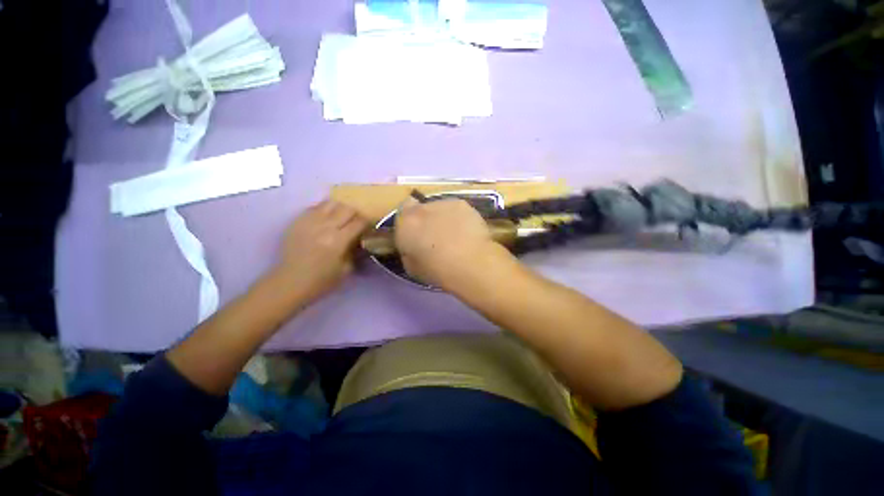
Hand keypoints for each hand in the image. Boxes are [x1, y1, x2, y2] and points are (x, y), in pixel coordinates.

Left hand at [274, 200, 368, 303]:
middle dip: (355, 214)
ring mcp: (309, 222)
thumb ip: (356, 251)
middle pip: (347, 208)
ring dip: (339, 209)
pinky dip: (324, 211)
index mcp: (338, 241)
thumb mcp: (346, 270)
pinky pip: (314, 207)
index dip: (367, 223)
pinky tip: (324, 220)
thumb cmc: (321, 280)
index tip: (368, 228)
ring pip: (330, 203)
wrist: (290, 282)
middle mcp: (325, 227)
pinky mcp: (297, 221)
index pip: (359, 222)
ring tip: (339, 219)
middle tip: (355, 223)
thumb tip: (360, 239)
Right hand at [395, 198, 507, 290]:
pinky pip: (456, 210)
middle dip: (427, 220)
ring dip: (444, 218)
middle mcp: (422, 208)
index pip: (402, 211)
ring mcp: (444, 203)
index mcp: (405, 223)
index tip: (416, 232)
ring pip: (440, 208)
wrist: (470, 264)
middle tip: (436, 236)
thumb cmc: (437, 270)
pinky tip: (467, 232)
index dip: (409, 220)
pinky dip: (460, 218)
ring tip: (456, 236)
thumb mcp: (411, 267)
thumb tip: (415, 244)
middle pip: (422, 209)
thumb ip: (409, 249)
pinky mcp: (463, 204)